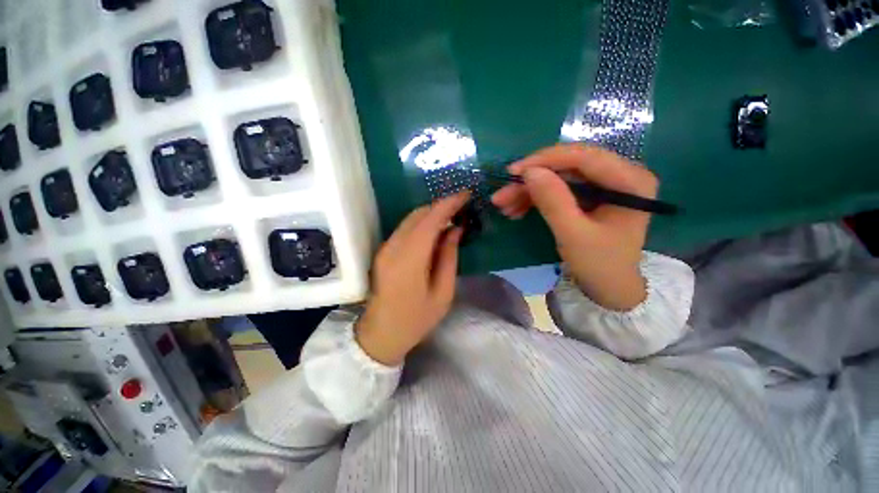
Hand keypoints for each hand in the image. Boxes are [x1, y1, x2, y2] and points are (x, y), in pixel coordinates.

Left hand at [355, 192, 469, 365]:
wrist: (381, 333)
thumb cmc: (417, 319)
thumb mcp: (443, 293)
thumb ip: (449, 257)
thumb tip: (455, 229)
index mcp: (409, 260)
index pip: (430, 220)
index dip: (448, 204)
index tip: (466, 194)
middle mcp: (393, 247)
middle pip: (418, 215)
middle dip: (441, 206)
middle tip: (462, 206)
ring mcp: (385, 248)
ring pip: (410, 219)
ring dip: (431, 213)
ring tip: (452, 216)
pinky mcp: (384, 251)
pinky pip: (405, 228)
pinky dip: (422, 223)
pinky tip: (435, 229)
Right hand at [492, 144, 657, 310]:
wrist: (608, 288)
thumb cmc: (599, 264)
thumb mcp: (573, 235)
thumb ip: (553, 201)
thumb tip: (529, 172)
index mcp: (630, 181)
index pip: (584, 157)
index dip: (545, 160)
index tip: (513, 172)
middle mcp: (620, 175)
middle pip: (567, 166)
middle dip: (531, 180)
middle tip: (502, 195)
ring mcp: (602, 185)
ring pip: (557, 177)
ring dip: (528, 191)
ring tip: (504, 206)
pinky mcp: (588, 196)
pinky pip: (557, 189)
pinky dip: (534, 198)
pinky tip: (516, 209)